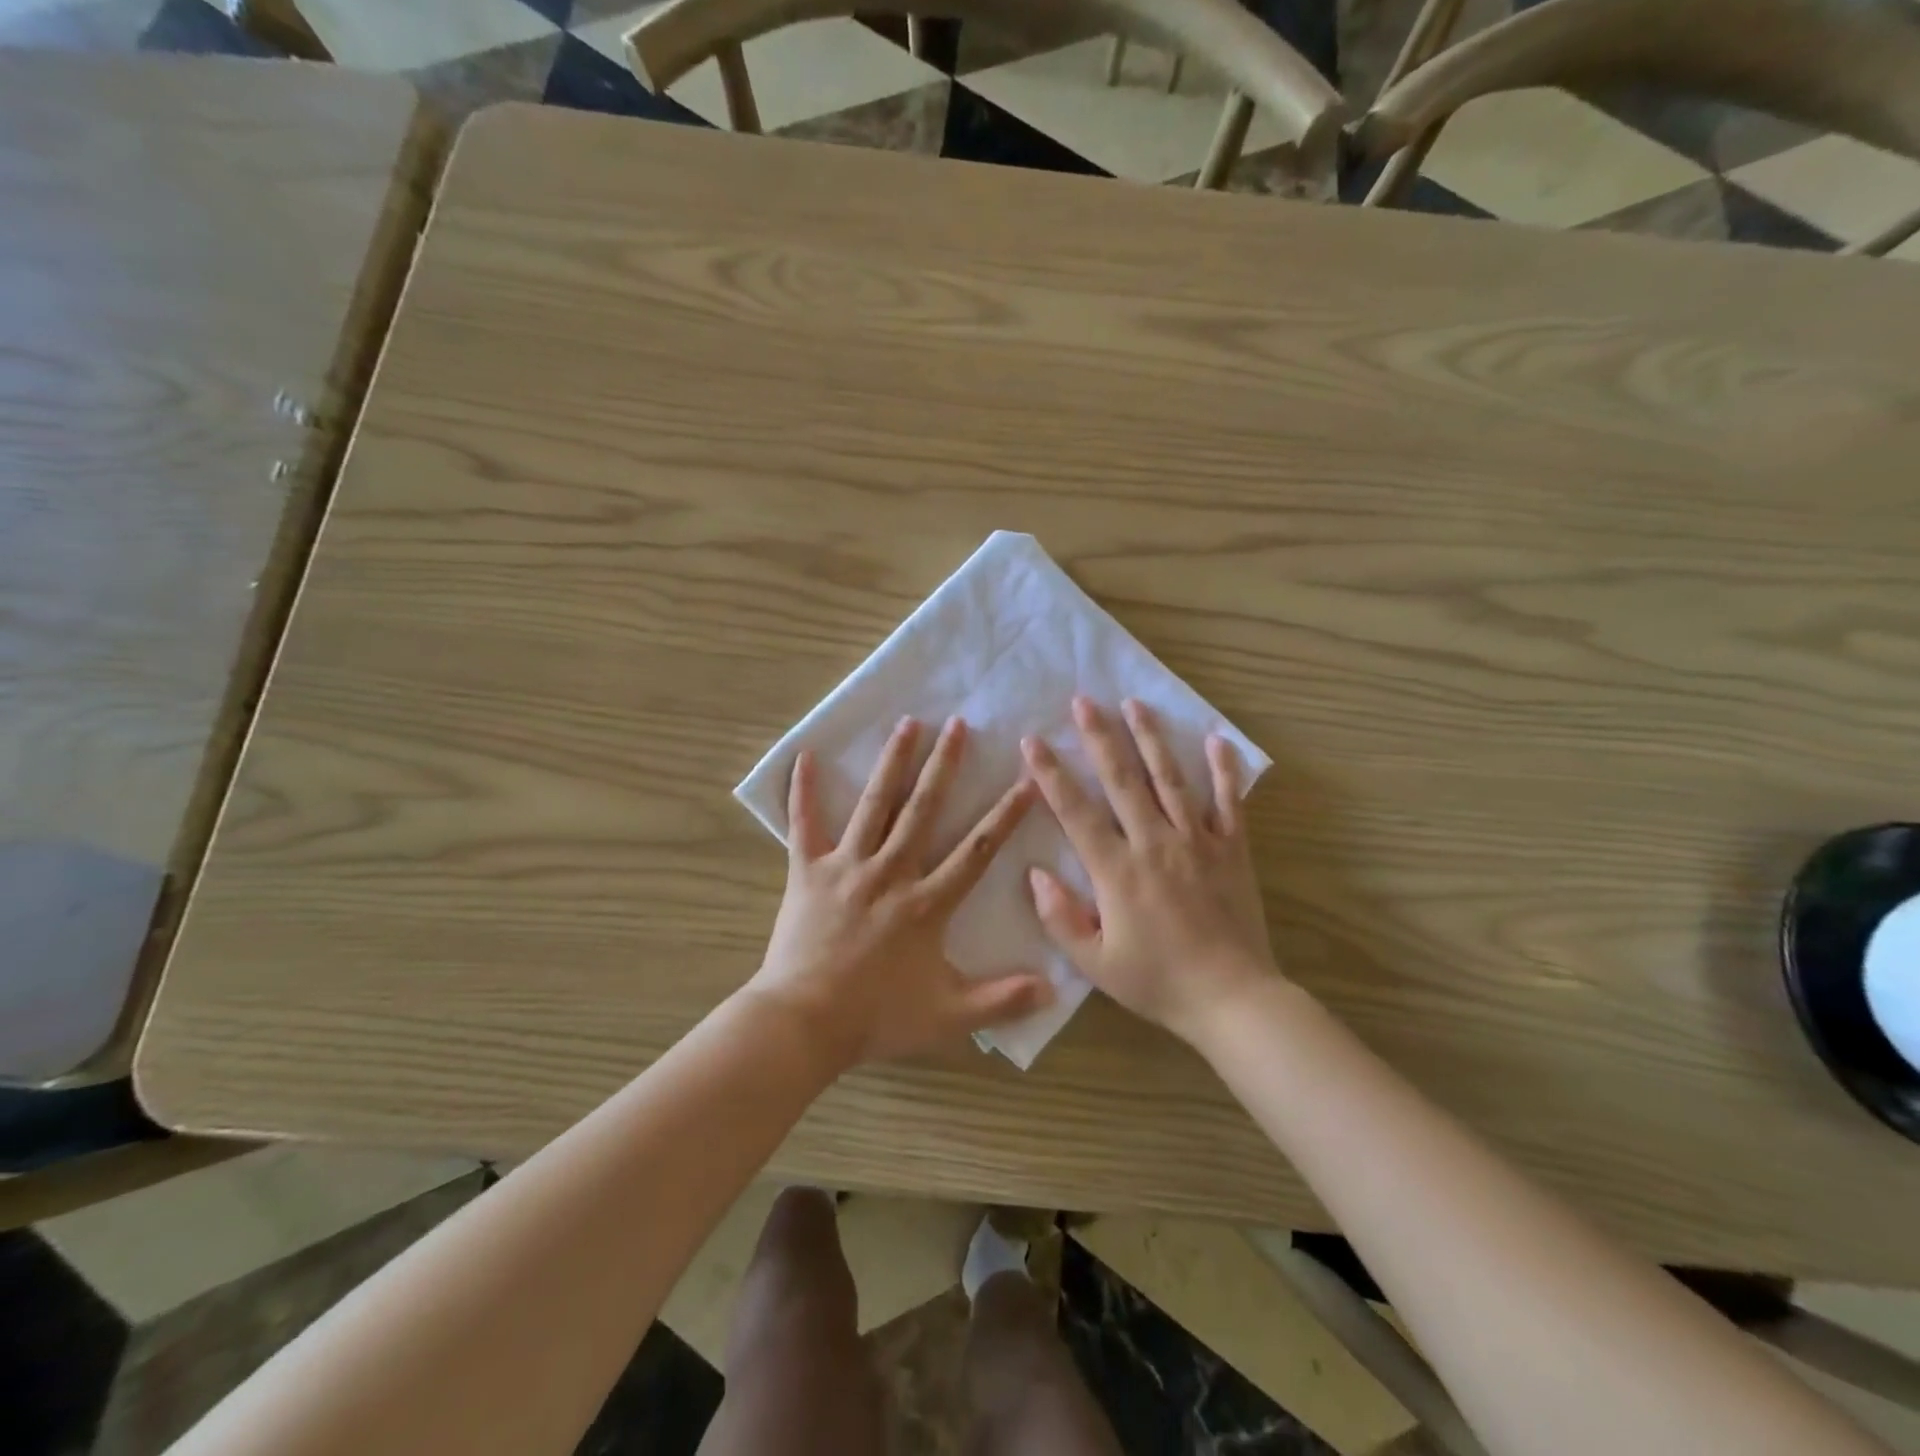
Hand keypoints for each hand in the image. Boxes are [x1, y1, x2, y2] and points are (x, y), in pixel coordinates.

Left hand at [749, 716, 1052, 1069]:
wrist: (803, 1023)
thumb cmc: (876, 1017)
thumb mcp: (949, 1016)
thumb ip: (1002, 1000)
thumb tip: (1054, 988)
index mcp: (926, 903)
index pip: (977, 851)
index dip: (1005, 815)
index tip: (1027, 780)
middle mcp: (891, 872)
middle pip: (923, 810)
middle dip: (944, 766)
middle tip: (958, 724)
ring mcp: (847, 866)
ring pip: (874, 805)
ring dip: (892, 762)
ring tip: (907, 723)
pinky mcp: (808, 872)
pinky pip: (804, 825)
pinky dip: (803, 791)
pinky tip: (806, 756)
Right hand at [1022, 696, 1277, 1045]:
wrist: (1232, 999)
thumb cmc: (1158, 982)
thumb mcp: (1095, 963)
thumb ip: (1060, 917)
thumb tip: (1034, 873)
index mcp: (1117, 871)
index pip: (1076, 812)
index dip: (1051, 774)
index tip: (1033, 741)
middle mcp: (1155, 843)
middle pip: (1122, 780)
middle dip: (1099, 737)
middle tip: (1082, 700)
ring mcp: (1197, 841)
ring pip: (1170, 779)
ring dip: (1150, 738)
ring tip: (1135, 703)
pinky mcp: (1232, 849)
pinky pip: (1228, 802)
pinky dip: (1224, 770)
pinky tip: (1216, 740)